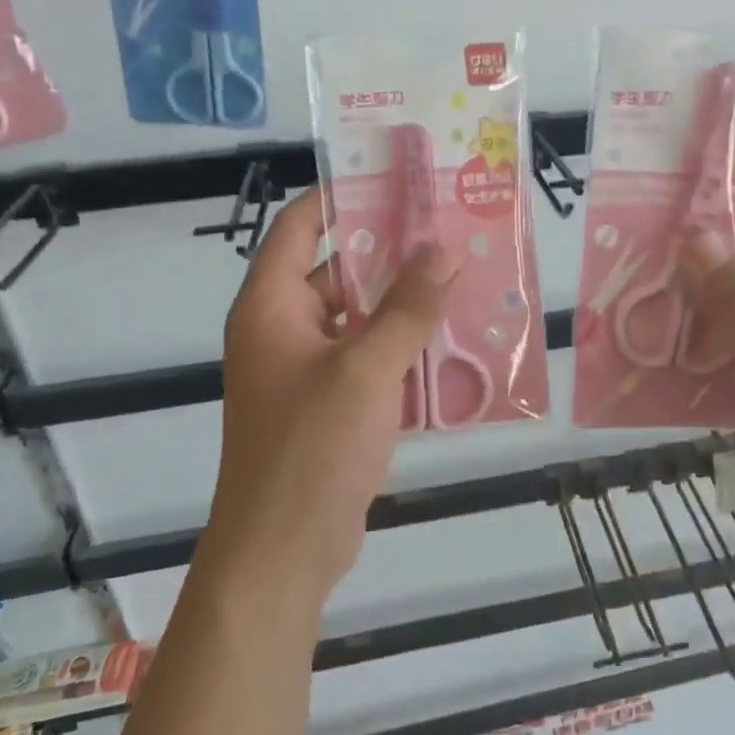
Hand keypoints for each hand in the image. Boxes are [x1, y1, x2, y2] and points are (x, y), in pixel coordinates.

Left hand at [205, 187, 458, 608]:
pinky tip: (454, 340)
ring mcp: (306, 370)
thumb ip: (408, 308)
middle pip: (338, 270)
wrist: (282, 553)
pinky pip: (369, 358)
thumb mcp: (367, 370)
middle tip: (451, 229)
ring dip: (404, 303)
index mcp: (271, 306)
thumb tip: (444, 247)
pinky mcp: (329, 404)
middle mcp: (283, 329)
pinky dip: (403, 347)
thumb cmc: (311, 450)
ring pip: (360, 317)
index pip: (302, 227)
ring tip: (464, 277)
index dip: (345, 196)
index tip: (401, 180)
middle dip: (392, 252)